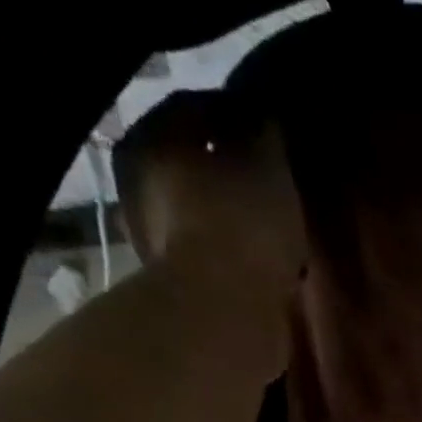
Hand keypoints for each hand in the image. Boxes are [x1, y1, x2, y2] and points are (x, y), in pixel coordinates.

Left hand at [113, 90, 306, 296]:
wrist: (227, 314)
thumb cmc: (242, 225)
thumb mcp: (266, 161)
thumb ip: (265, 131)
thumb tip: (264, 118)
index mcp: (150, 139)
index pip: (197, 107)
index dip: (240, 115)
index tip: (274, 130)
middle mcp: (141, 184)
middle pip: (197, 164)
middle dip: (236, 171)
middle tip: (278, 178)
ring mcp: (160, 241)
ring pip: (209, 213)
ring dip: (241, 218)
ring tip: (280, 224)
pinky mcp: (186, 287)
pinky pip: (221, 256)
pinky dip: (243, 255)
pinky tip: (272, 261)